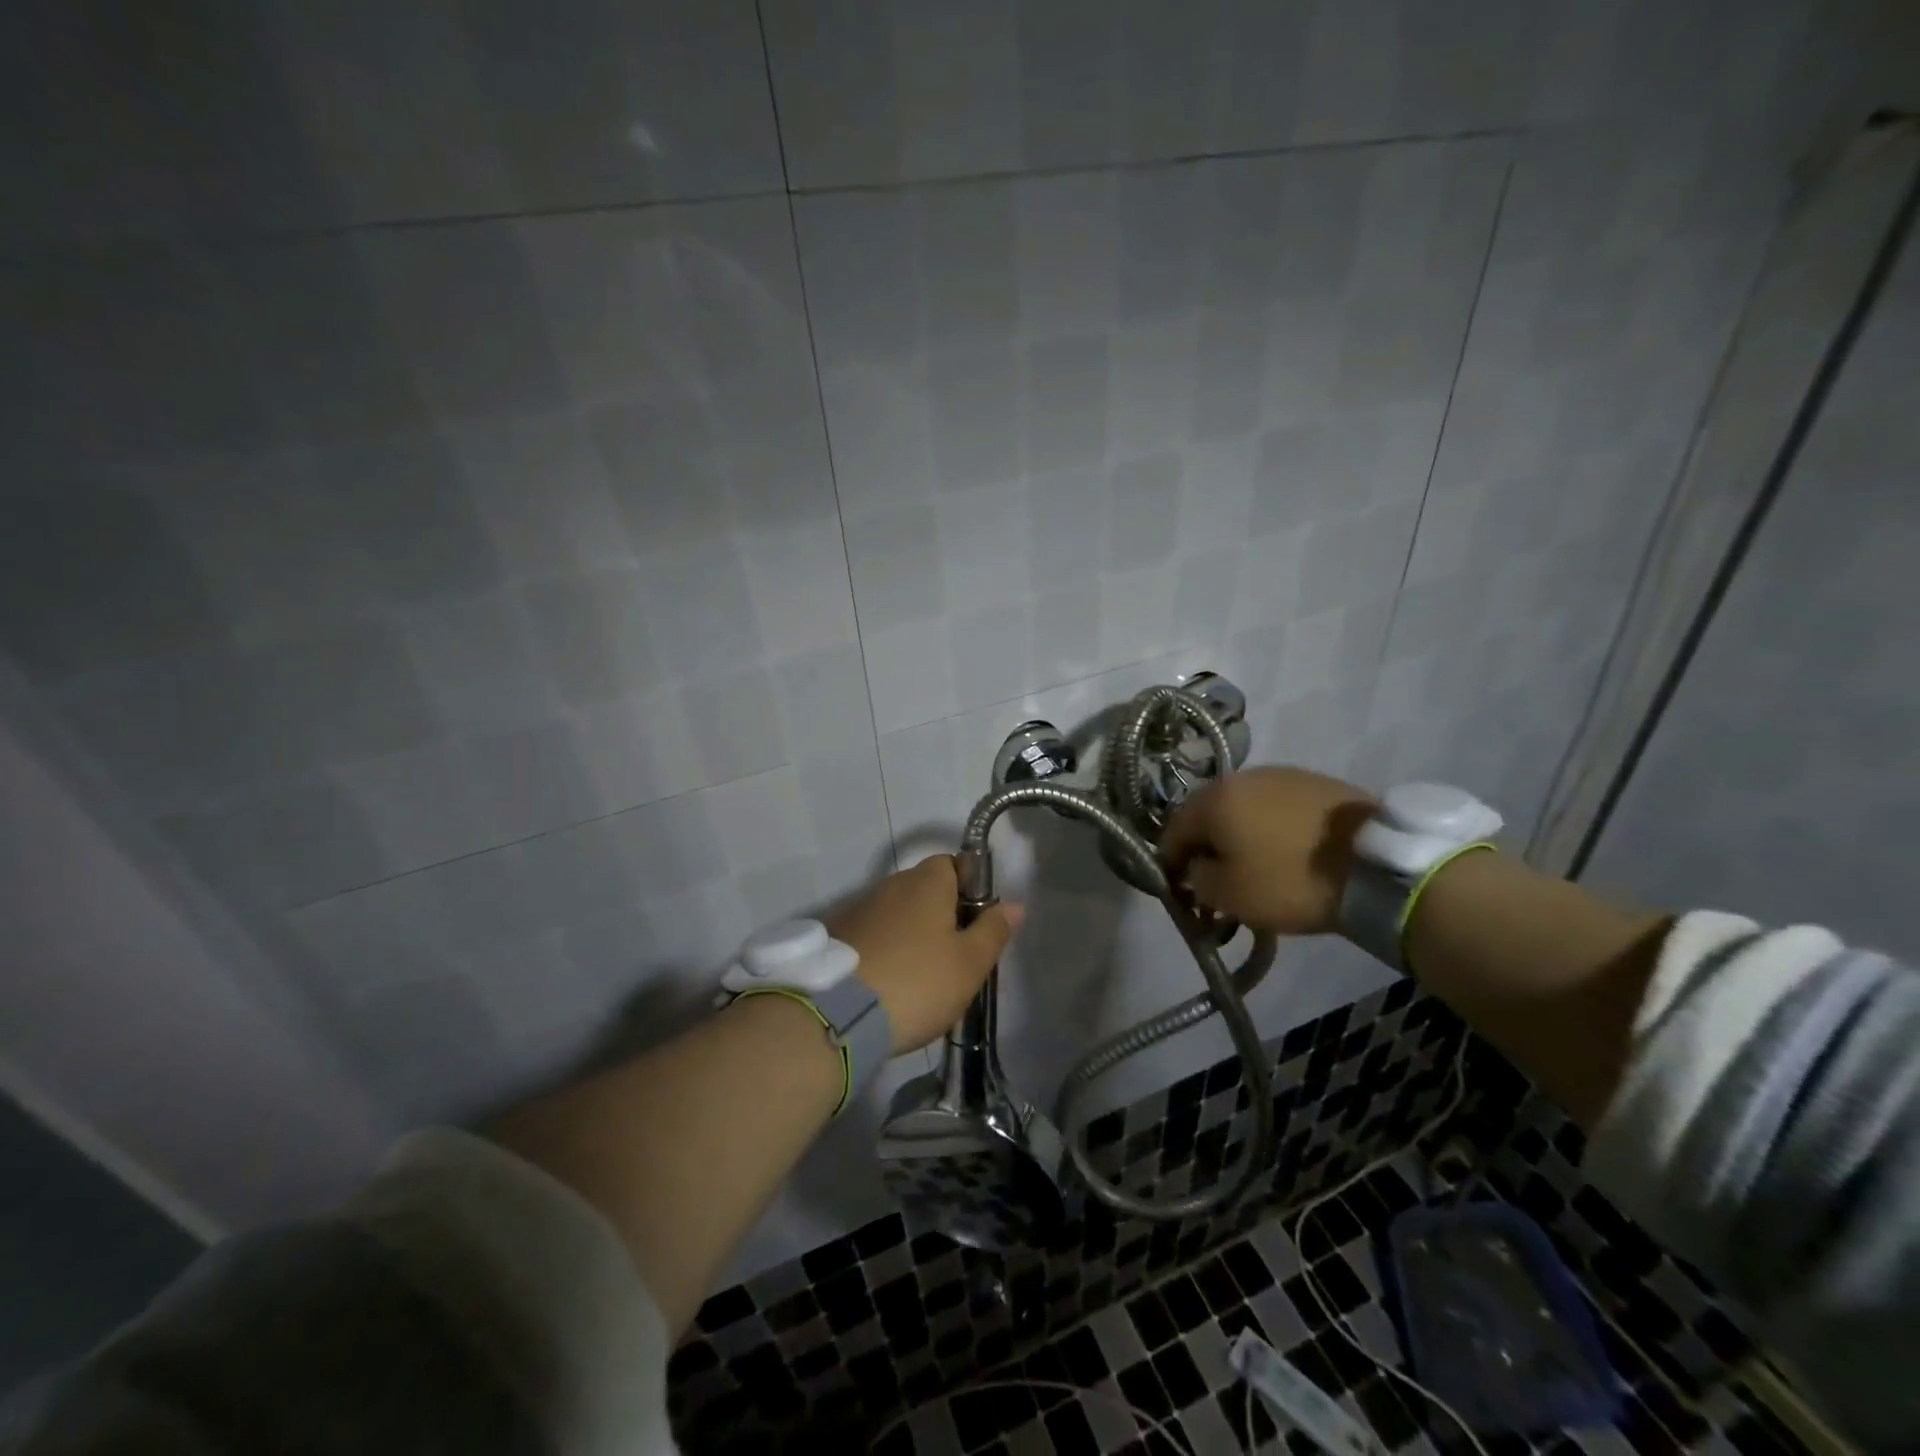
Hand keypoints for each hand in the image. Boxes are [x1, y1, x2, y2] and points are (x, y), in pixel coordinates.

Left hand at [829, 855, 1022, 1054]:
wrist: (837, 1015)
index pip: (954, 864)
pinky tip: (888, 983)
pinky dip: (884, 950)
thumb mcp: (969, 963)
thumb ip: (993, 931)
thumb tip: (1013, 905)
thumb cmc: (917, 981)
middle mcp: (891, 884)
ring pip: (897, 913)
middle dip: (941, 915)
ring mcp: (859, 908)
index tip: (976, 924)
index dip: (970, 889)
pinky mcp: (836, 936)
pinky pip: (872, 934)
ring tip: (920, 977)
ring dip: (911, 934)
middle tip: (955, 957)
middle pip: (925, 889)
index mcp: (926, 881)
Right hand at [1159, 766, 1375, 935]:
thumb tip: (1195, 867)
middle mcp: (1241, 777)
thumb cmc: (1290, 880)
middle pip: (1207, 815)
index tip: (1183, 893)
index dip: (1171, 864)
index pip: (1172, 831)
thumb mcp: (1229, 895)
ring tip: (1256, 867)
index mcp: (1213, 799)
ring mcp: (1281, 775)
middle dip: (1206, 848)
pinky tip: (1287, 853)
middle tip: (1218, 881)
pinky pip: (1276, 807)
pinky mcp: (1315, 783)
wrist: (1376, 866)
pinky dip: (1271, 829)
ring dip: (1239, 836)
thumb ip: (1196, 879)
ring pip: (1243, 809)